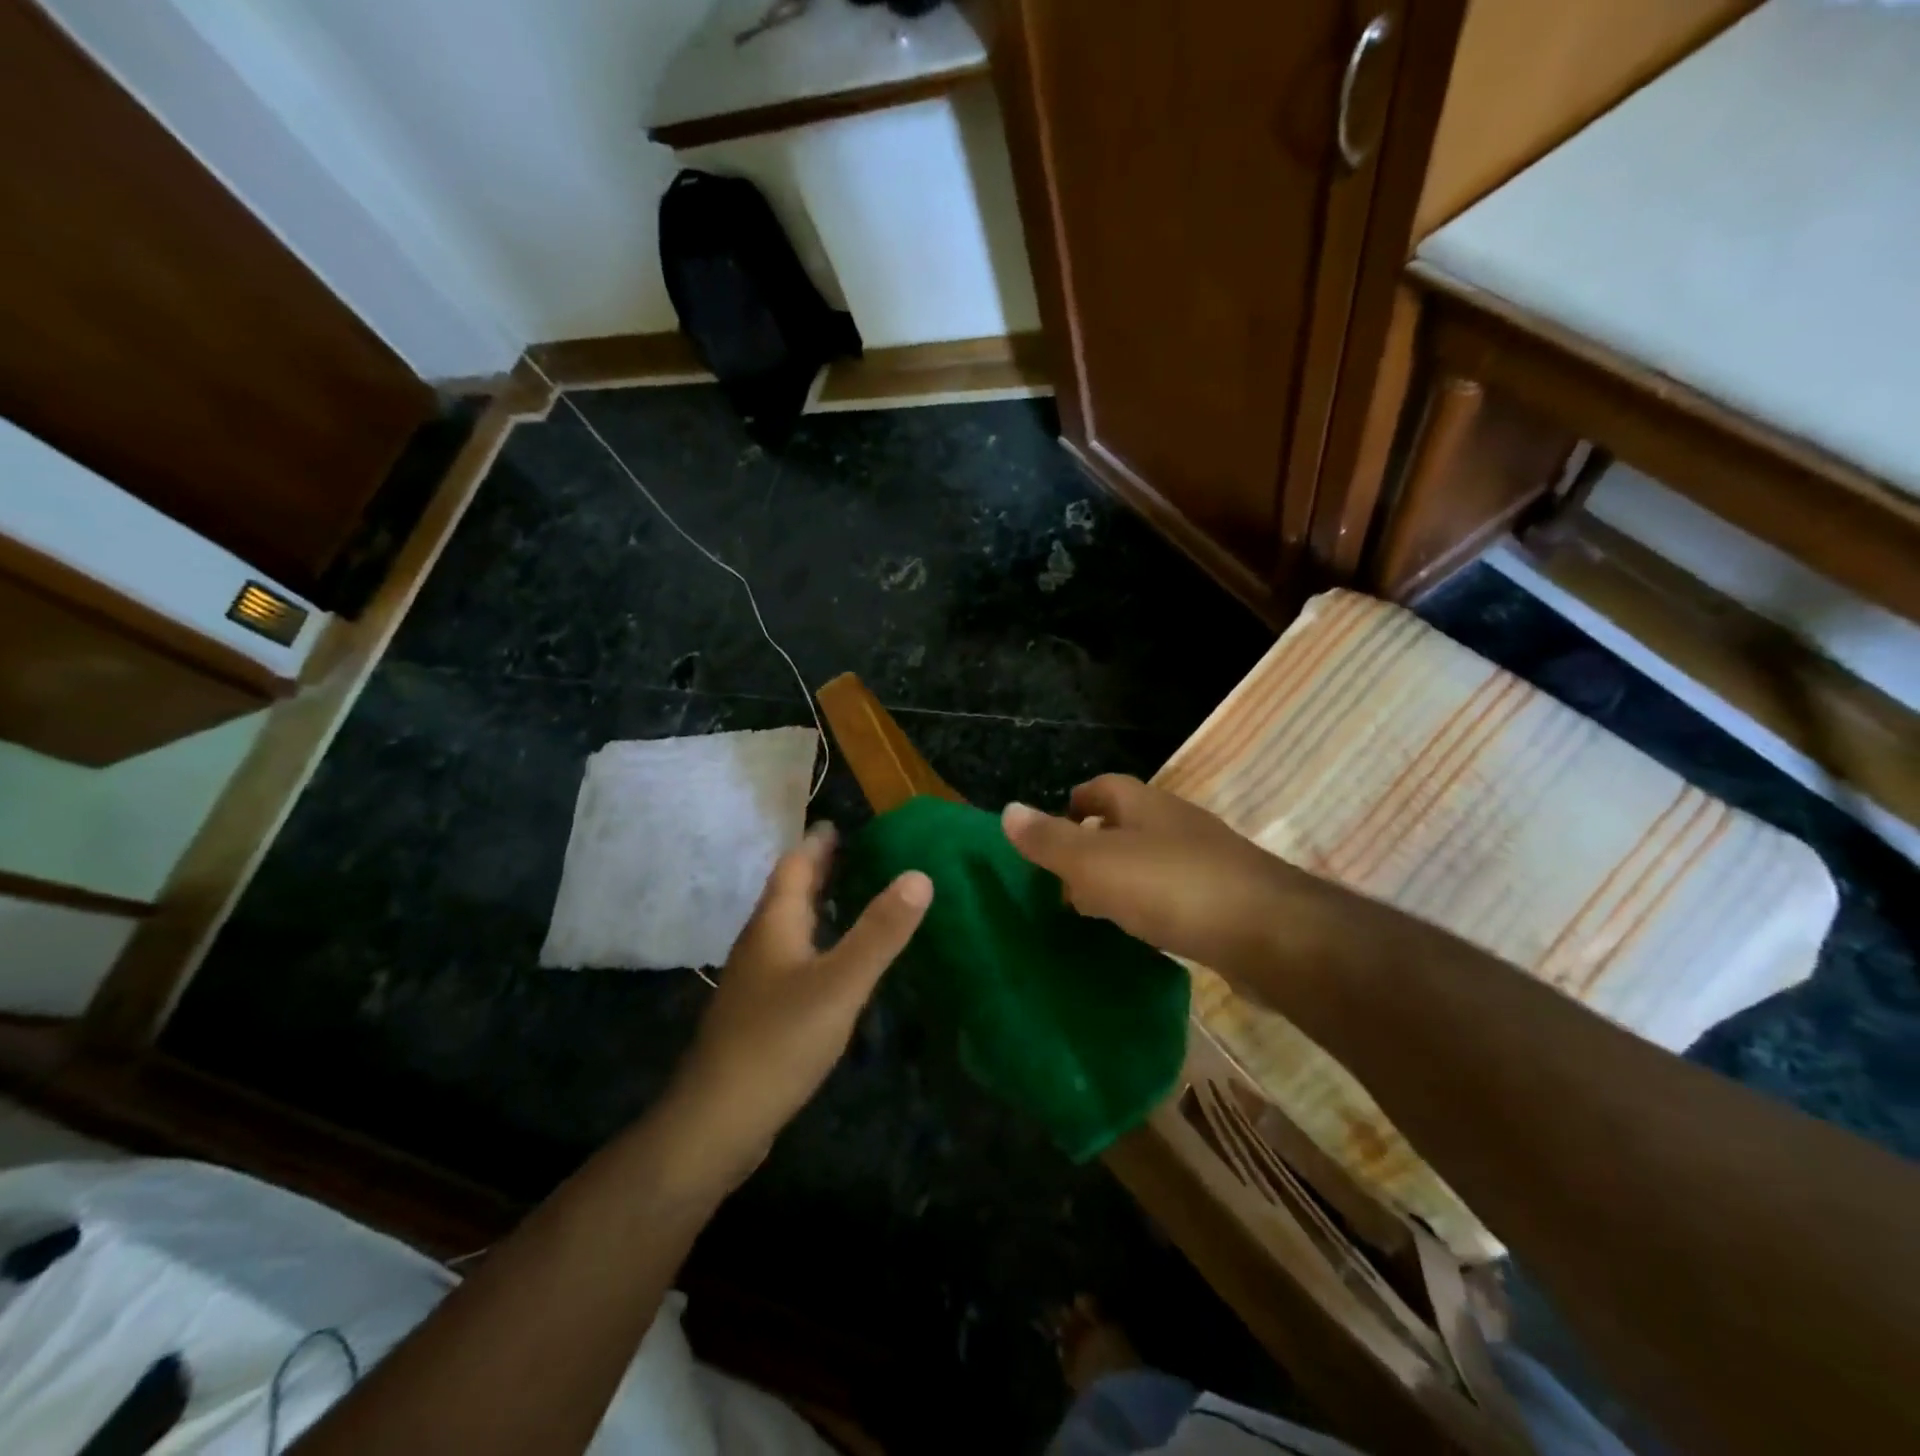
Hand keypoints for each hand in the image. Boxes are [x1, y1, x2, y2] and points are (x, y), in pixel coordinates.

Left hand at [667, 824, 931, 1186]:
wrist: (717, 1122)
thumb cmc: (778, 1041)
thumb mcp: (840, 983)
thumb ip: (880, 932)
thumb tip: (919, 875)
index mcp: (774, 924)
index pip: (795, 865)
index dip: (818, 843)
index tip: (844, 823)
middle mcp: (760, 942)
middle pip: (789, 892)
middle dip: (820, 869)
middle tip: (859, 853)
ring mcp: (756, 979)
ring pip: (789, 926)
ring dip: (817, 905)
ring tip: (854, 897)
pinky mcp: (760, 1011)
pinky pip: (792, 957)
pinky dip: (816, 941)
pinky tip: (836, 961)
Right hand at [1001, 775, 1304, 983]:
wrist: (1269, 933)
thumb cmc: (1171, 887)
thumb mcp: (1095, 862)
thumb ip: (1050, 840)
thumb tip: (1007, 810)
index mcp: (1144, 805)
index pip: (1102, 787)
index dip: (1075, 801)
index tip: (1051, 828)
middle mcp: (1176, 824)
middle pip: (1126, 822)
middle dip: (1093, 843)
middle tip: (1062, 879)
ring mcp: (1206, 860)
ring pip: (1150, 859)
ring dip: (1121, 877)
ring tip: (1094, 909)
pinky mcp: (1226, 899)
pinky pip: (1174, 892)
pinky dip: (1149, 904)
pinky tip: (1141, 932)